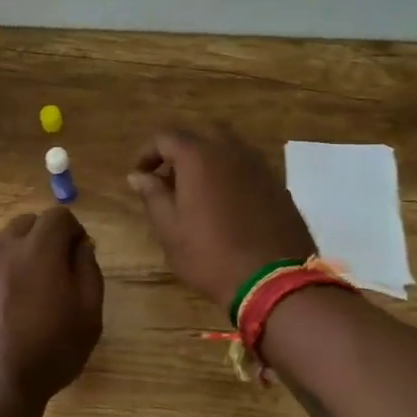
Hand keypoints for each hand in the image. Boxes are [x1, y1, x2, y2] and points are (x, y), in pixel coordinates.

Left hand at [0, 207, 103, 410]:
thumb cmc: (49, 352)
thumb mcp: (88, 315)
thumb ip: (88, 271)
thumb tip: (81, 246)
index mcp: (37, 248)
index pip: (58, 216)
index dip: (73, 231)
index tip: (78, 255)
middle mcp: (1, 249)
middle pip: (26, 224)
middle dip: (43, 238)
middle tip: (54, 271)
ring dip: (17, 257)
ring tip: (27, 294)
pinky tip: (1, 315)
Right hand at [128, 127, 316, 310]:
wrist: (273, 281)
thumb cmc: (210, 255)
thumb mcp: (169, 229)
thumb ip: (152, 195)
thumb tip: (138, 175)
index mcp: (199, 156)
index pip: (166, 137)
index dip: (148, 153)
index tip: (140, 175)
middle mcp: (231, 151)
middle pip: (201, 135)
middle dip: (181, 152)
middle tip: (169, 179)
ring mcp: (260, 166)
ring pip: (229, 149)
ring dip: (209, 162)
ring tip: (197, 192)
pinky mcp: (278, 186)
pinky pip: (248, 169)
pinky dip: (231, 176)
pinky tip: (227, 205)